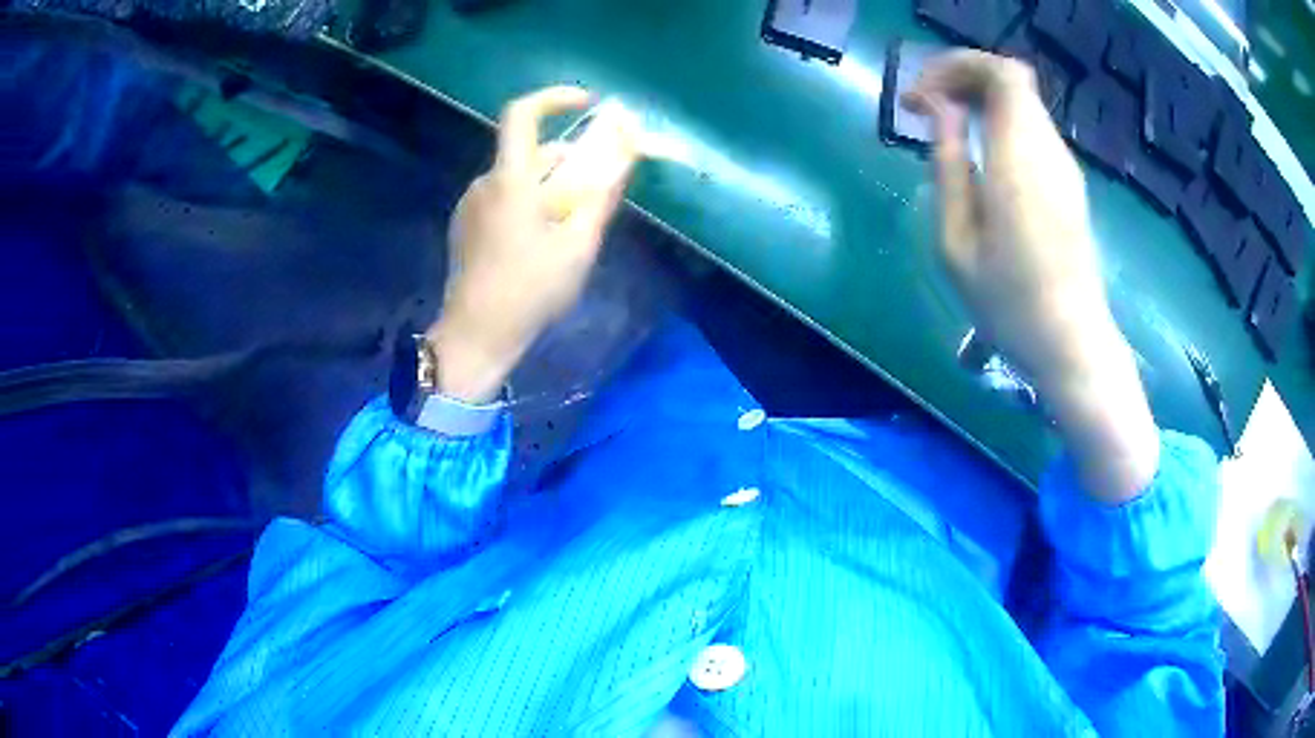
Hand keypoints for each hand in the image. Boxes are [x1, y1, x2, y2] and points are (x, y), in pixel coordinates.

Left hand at [427, 86, 639, 402]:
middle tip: (599, 185)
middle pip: (529, 151)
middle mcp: (484, 183)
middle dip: (569, 158)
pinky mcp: (466, 226)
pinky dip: (530, 201)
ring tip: (577, 222)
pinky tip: (545, 238)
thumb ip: (602, 193)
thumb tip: (627, 151)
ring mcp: (471, 205)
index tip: (587, 104)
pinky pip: (503, 198)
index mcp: (509, 180)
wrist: (477, 335)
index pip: (522, 114)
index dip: (554, 98)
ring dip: (551, 184)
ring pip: (518, 177)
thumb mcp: (578, 244)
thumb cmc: (530, 290)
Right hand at [904, 50, 1158, 502]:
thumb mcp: (957, 242)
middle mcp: (1048, 151)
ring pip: (1022, 103)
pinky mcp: (1070, 184)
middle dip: (963, 79)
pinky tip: (981, 158)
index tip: (921, 100)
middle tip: (926, 111)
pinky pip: (1032, 129)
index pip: (1001, 73)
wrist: (1072, 344)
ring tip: (947, 132)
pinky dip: (1001, 124)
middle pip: (1011, 79)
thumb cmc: (1009, 304)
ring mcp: (1064, 167)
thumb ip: (949, 166)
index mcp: (1020, 159)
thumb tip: (943, 113)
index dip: (957, 68)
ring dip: (980, 101)